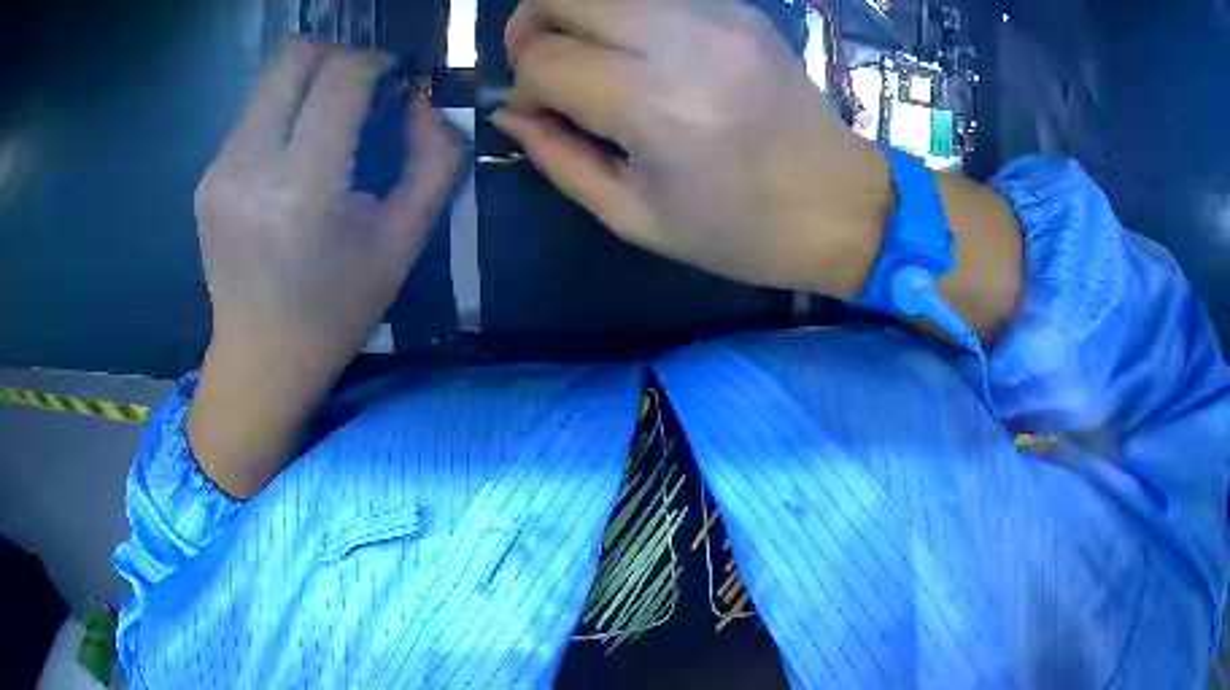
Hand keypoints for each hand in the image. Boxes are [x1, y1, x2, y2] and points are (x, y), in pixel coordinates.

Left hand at [189, 37, 460, 497]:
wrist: (260, 360)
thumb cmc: (337, 309)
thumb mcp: (404, 241)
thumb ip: (434, 161)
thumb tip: (420, 102)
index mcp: (304, 187)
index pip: (341, 76)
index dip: (376, 62)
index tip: (394, 81)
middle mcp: (251, 166)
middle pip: (294, 56)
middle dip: (337, 57)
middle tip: (359, 91)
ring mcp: (220, 170)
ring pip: (270, 80)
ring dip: (308, 86)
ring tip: (326, 129)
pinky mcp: (207, 178)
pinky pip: (252, 114)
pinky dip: (283, 116)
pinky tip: (292, 158)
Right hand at [496, 0, 1022, 340]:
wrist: (841, 203)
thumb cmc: (739, 229)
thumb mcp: (634, 217)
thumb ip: (557, 158)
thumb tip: (511, 112)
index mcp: (656, 105)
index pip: (545, 59)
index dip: (525, 85)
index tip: (540, 112)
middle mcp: (684, 41)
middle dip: (532, 26)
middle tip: (542, 64)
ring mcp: (718, 14)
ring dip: (576, 13)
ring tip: (585, 54)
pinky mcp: (739, 9)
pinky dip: (624, 14)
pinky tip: (636, 50)